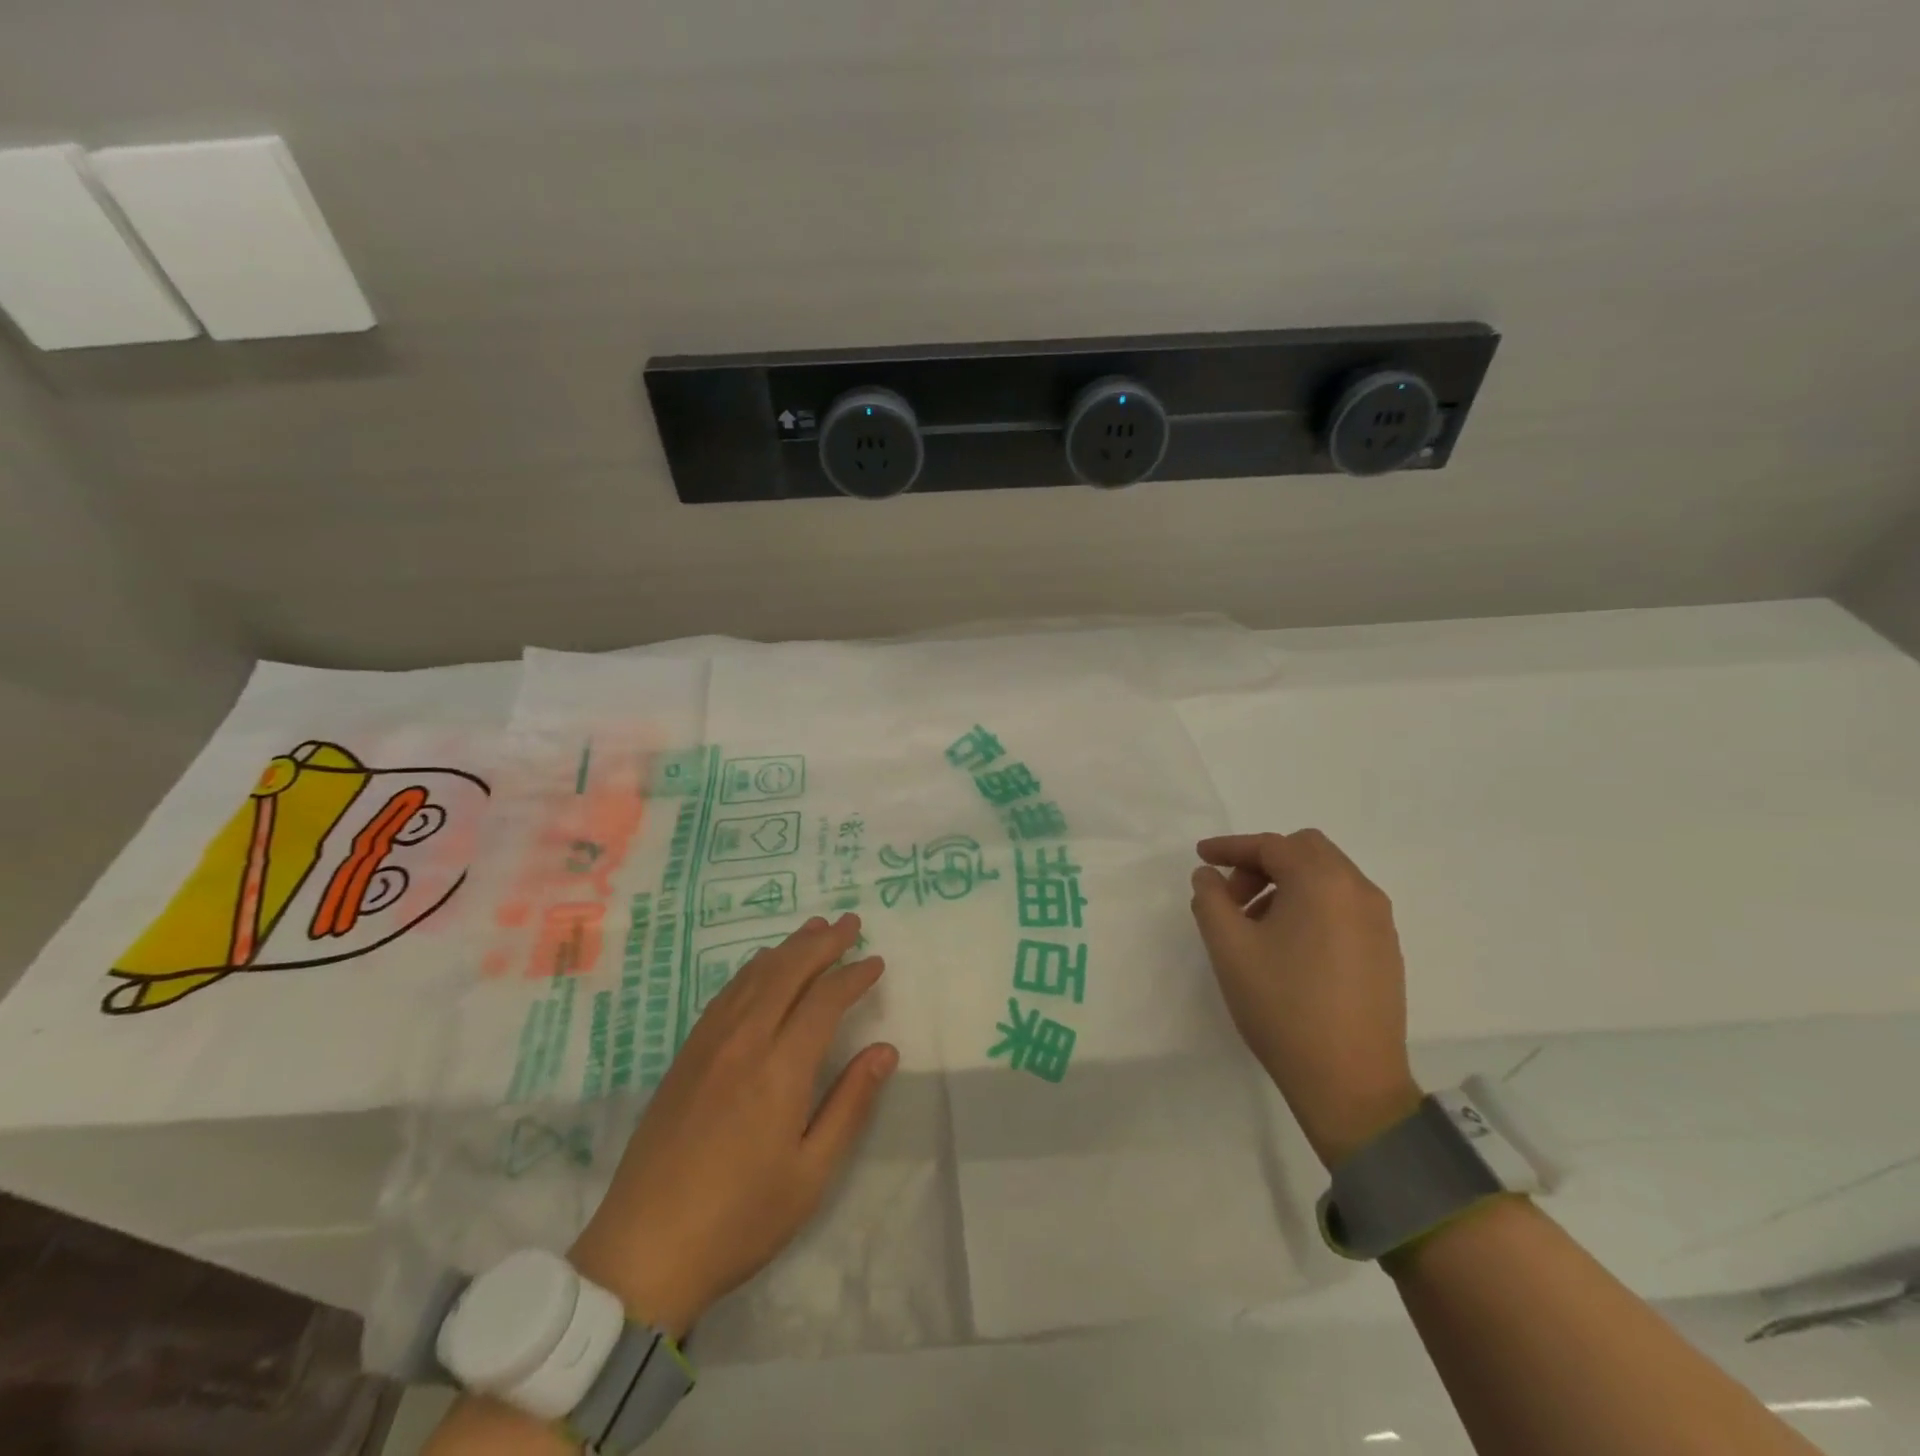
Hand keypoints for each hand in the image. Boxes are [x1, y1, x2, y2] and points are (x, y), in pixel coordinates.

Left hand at [567, 914, 896, 1335]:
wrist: (643, 1251)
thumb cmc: (740, 1219)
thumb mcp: (811, 1174)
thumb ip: (850, 1104)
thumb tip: (885, 1049)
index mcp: (780, 1070)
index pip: (824, 1000)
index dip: (853, 975)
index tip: (876, 962)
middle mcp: (743, 1042)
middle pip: (787, 972)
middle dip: (822, 943)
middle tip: (850, 923)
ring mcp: (708, 1045)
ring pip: (754, 976)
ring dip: (788, 948)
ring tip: (814, 929)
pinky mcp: (685, 1056)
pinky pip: (725, 994)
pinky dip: (752, 969)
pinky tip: (761, 965)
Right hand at [1190, 831, 1421, 1168]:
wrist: (1350, 1083)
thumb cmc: (1282, 1006)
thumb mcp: (1229, 948)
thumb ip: (1210, 899)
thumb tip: (1209, 876)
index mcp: (1323, 883)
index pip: (1271, 845)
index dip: (1230, 847)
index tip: (1201, 857)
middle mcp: (1359, 892)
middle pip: (1305, 851)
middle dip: (1262, 863)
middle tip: (1232, 895)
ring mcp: (1380, 922)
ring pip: (1327, 878)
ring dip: (1286, 884)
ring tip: (1254, 924)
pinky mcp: (1385, 951)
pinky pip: (1343, 906)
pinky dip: (1311, 906)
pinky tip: (1288, 946)